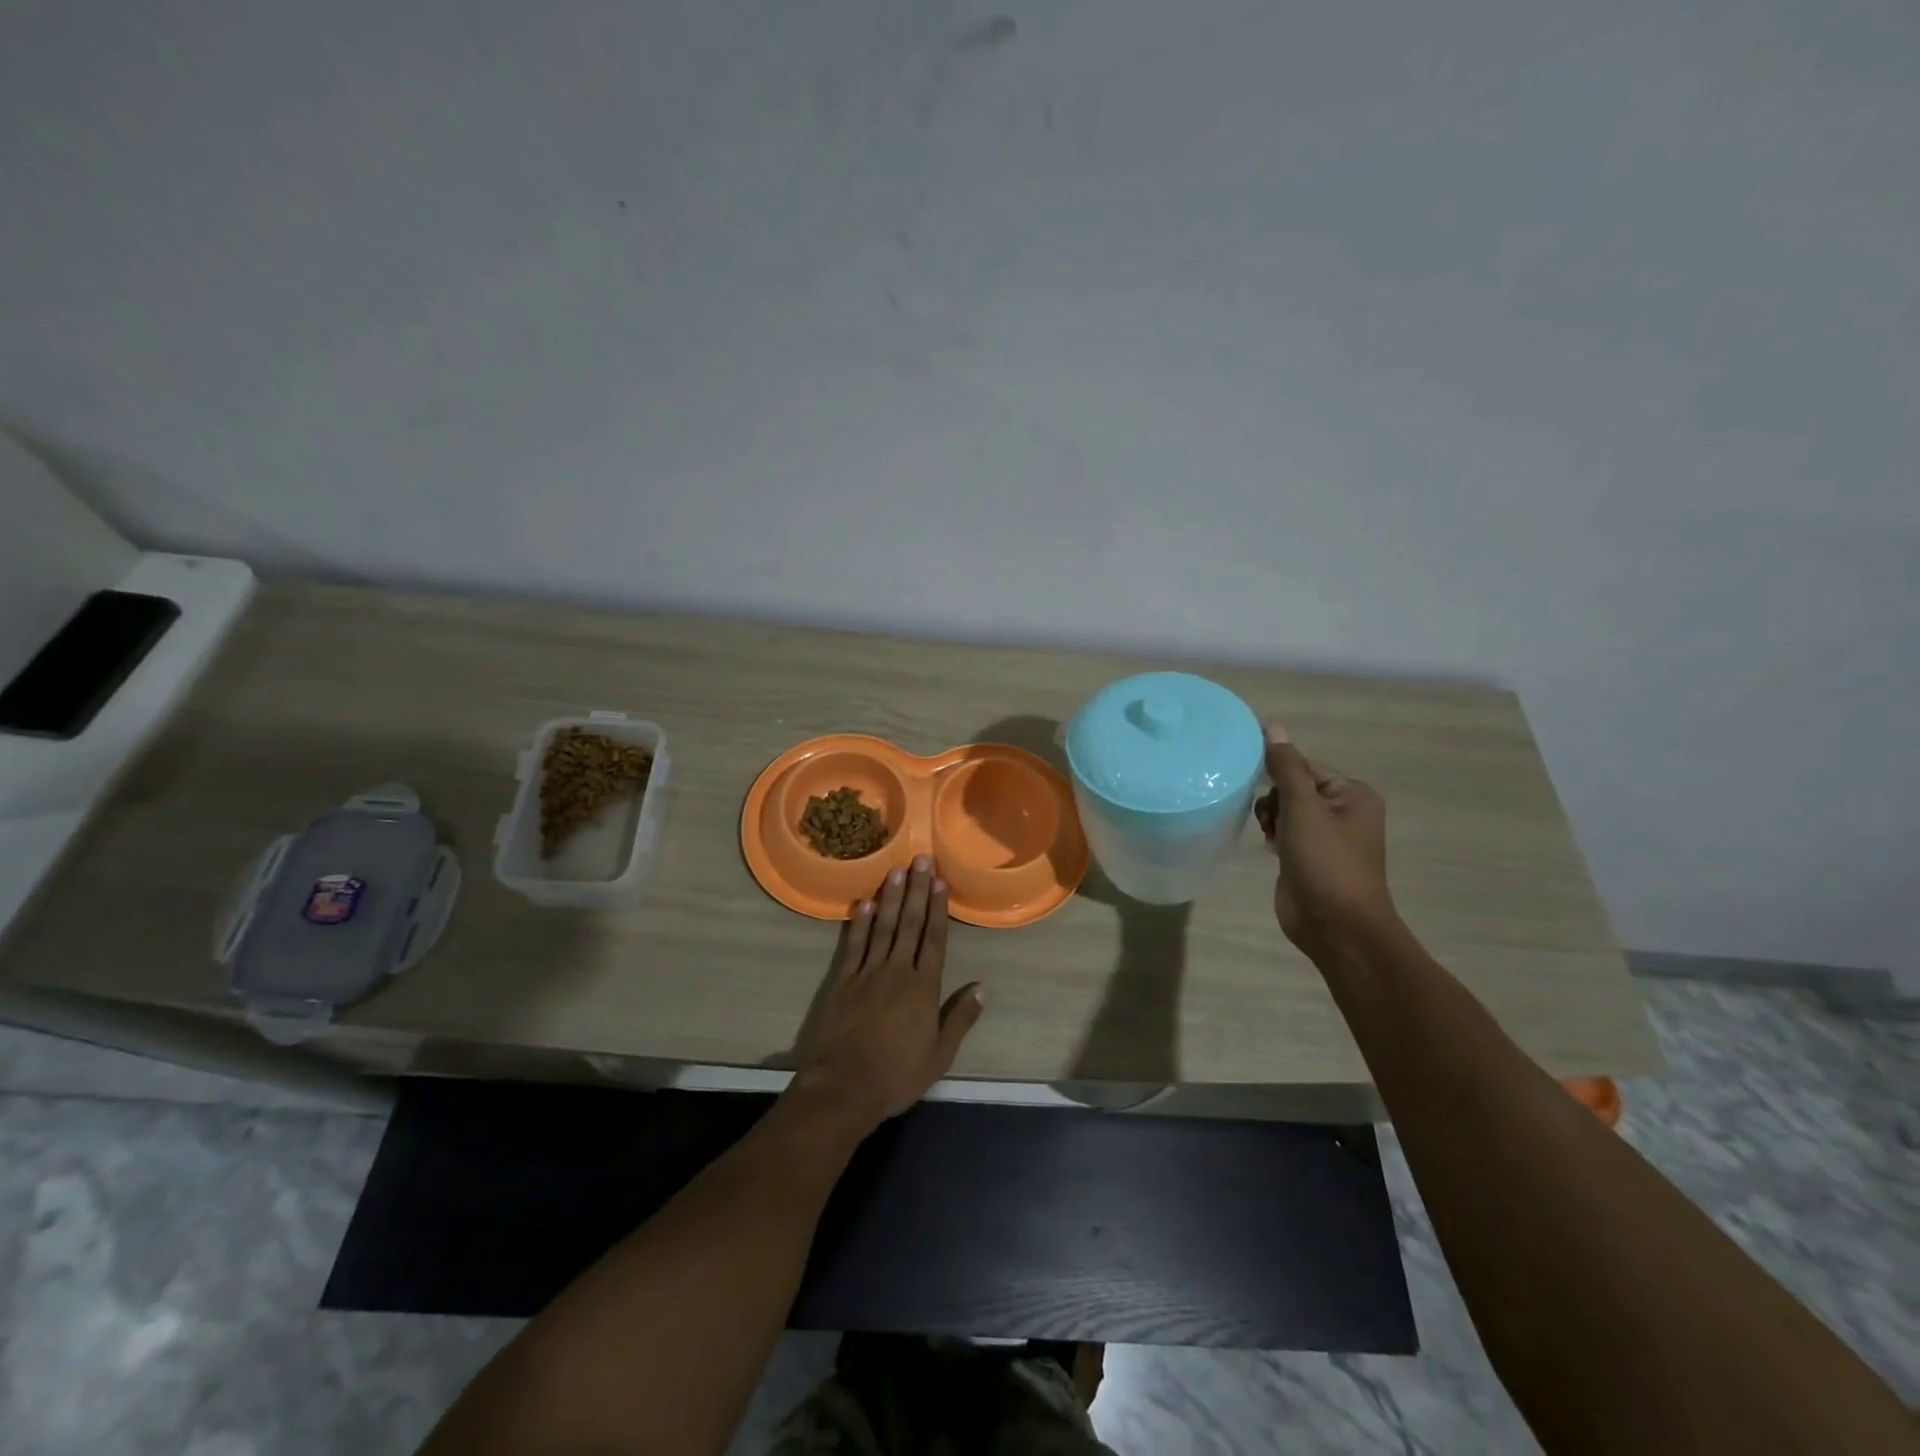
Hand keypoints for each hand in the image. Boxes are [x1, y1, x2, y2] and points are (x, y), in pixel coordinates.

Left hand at [790, 856, 985, 1130]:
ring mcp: (867, 973)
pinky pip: (853, 945)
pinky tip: (864, 903)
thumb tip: (982, 987)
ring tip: (896, 870)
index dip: (938, 908)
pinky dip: (858, 923)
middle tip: (920, 859)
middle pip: (910, 924)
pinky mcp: (842, 981)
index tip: (940, 881)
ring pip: (882, 927)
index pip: (934, 939)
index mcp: (923, 988)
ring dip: (890, 898)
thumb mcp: (939, 1055)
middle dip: (916, 890)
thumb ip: (960, 1018)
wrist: (844, 1087)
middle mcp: (897, 971)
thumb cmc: (897, 1075)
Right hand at [1254, 726, 1396, 954]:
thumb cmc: (1326, 863)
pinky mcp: (1307, 857)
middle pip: (1293, 786)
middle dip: (1274, 799)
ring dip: (1270, 817)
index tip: (1252, 779)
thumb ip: (1287, 768)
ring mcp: (1324, 837)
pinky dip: (1272, 834)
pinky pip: (1283, 831)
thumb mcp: (1304, 809)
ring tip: (1270, 835)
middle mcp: (1342, 812)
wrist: (1336, 927)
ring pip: (1285, 809)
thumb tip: (1274, 728)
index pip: (1305, 765)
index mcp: (1352, 795)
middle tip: (1271, 819)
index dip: (1277, 771)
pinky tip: (1268, 846)